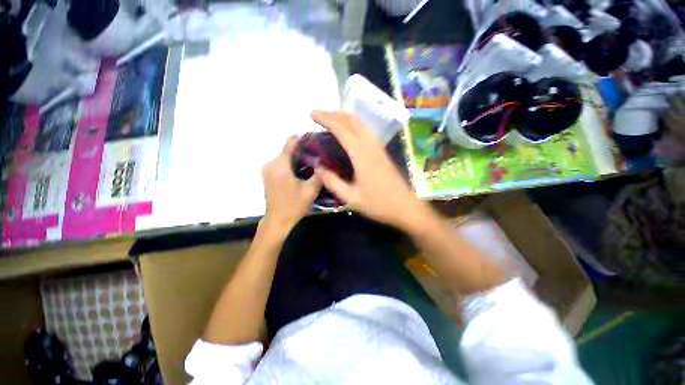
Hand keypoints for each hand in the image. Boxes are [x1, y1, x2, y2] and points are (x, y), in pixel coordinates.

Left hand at [262, 137, 321, 232]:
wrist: (277, 220)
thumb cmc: (294, 206)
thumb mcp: (310, 190)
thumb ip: (319, 174)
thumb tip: (325, 162)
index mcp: (280, 165)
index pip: (290, 142)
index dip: (303, 139)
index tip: (316, 142)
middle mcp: (271, 163)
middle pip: (287, 149)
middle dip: (302, 150)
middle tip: (318, 155)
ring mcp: (267, 169)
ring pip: (285, 156)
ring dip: (297, 157)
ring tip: (312, 163)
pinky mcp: (267, 174)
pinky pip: (281, 163)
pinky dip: (291, 163)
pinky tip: (301, 170)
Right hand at [311, 110, 425, 229]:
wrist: (405, 206)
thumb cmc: (378, 204)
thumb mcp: (351, 198)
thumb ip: (332, 182)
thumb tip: (317, 168)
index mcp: (361, 154)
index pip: (341, 129)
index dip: (325, 119)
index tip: (312, 114)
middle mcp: (370, 145)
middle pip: (351, 120)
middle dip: (333, 114)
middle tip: (318, 115)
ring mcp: (378, 147)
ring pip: (360, 123)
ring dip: (344, 117)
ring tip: (330, 119)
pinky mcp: (382, 151)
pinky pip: (366, 130)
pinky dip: (354, 124)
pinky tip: (349, 131)